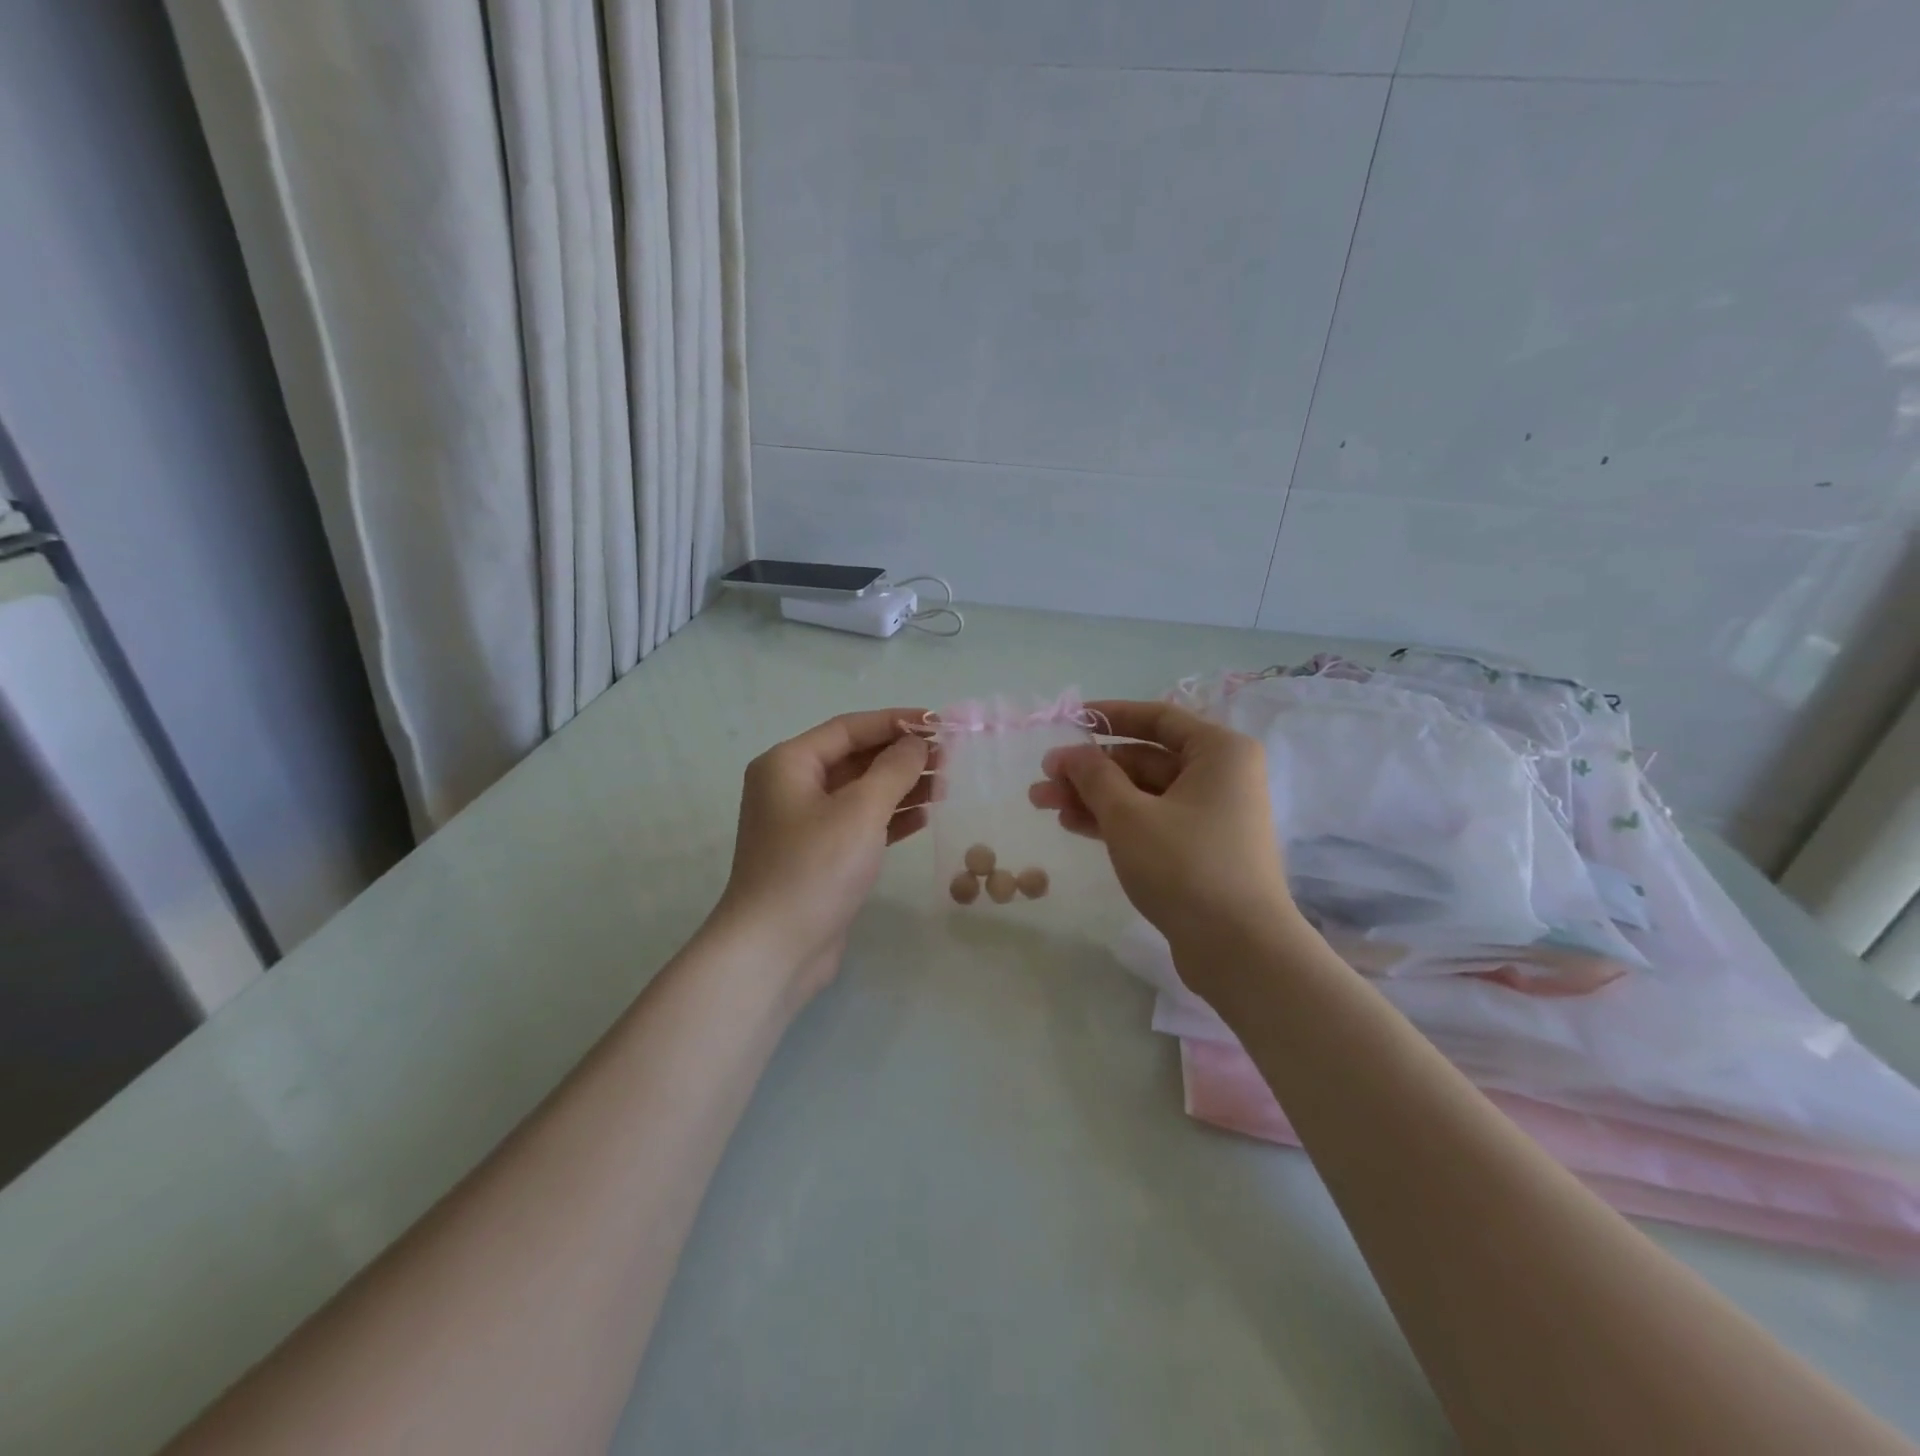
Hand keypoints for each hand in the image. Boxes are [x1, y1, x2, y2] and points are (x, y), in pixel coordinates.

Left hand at [714, 708, 932, 997]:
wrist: (774, 950)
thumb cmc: (814, 869)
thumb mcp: (860, 811)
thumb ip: (893, 769)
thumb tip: (916, 742)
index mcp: (788, 764)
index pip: (849, 728)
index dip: (895, 721)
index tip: (939, 722)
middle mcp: (791, 787)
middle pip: (855, 758)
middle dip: (901, 756)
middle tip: (949, 758)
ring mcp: (803, 823)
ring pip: (860, 792)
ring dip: (900, 786)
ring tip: (945, 785)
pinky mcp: (819, 856)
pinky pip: (859, 823)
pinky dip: (889, 817)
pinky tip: (923, 817)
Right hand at [1029, 700, 1296, 982]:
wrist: (1239, 949)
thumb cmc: (1185, 866)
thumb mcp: (1129, 815)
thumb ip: (1094, 776)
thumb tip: (1069, 753)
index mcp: (1219, 752)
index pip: (1157, 718)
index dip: (1109, 716)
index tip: (1068, 721)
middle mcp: (1221, 776)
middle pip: (1145, 760)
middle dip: (1091, 769)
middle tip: (1042, 780)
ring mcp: (1212, 816)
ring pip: (1143, 794)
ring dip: (1094, 797)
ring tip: (1044, 804)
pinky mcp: (1200, 850)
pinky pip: (1152, 821)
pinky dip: (1115, 821)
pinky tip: (1073, 825)